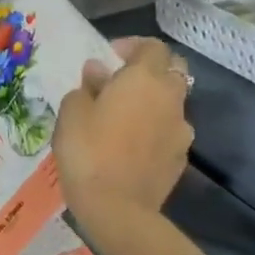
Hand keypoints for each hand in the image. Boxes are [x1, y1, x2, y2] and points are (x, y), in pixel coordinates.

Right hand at [54, 36, 193, 227]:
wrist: (117, 209)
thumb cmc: (88, 151)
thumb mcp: (72, 112)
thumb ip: (87, 86)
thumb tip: (99, 73)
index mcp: (144, 79)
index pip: (152, 46)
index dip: (132, 46)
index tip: (109, 58)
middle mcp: (170, 98)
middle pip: (172, 70)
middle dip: (149, 70)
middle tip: (120, 83)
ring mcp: (181, 129)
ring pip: (172, 103)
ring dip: (152, 102)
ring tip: (122, 118)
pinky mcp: (182, 157)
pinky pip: (169, 131)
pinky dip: (154, 129)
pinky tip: (130, 145)